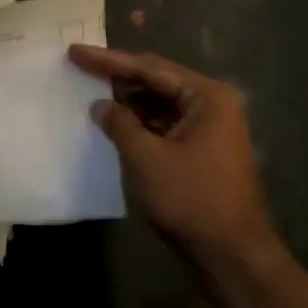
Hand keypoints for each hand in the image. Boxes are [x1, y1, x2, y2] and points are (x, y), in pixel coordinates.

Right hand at [69, 45, 277, 265]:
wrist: (232, 255)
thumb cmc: (191, 198)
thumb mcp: (146, 157)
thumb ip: (119, 123)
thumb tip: (100, 105)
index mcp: (206, 96)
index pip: (149, 67)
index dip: (108, 60)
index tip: (75, 52)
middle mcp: (213, 104)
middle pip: (157, 80)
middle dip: (118, 76)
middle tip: (81, 66)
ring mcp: (212, 128)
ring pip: (161, 102)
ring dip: (129, 100)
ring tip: (92, 92)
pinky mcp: (205, 150)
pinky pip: (166, 123)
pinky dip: (141, 121)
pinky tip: (116, 123)